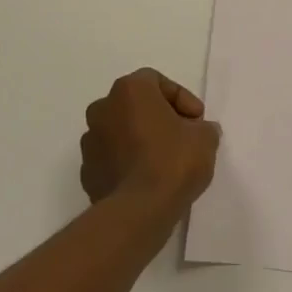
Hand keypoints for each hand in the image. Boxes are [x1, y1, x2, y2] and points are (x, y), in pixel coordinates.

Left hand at [80, 68, 219, 215]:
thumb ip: (203, 127)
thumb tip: (198, 131)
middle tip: (182, 136)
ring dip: (140, 139)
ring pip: (120, 131)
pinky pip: (112, 158)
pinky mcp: (87, 171)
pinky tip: (147, 178)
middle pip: (135, 104)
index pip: (156, 81)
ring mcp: (90, 141)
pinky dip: (128, 162)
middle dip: (159, 117)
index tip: (196, 120)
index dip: (181, 98)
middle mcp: (103, 109)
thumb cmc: (173, 161)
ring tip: (164, 160)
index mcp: (129, 91)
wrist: (138, 210)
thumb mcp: (205, 138)